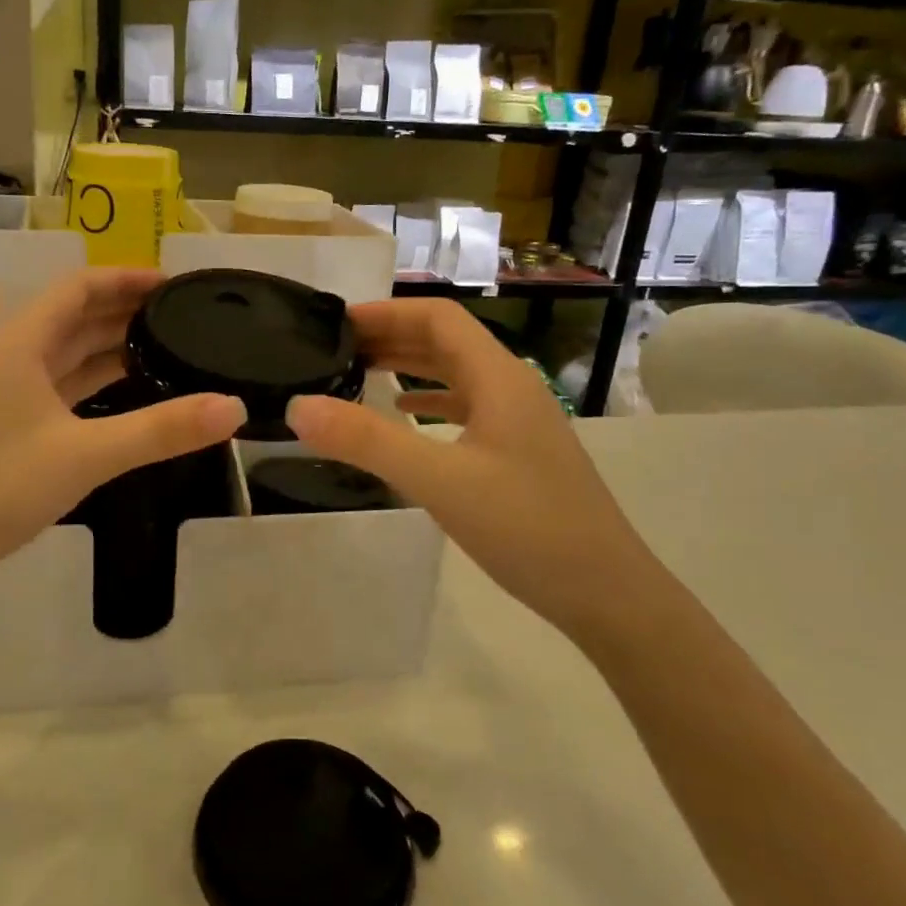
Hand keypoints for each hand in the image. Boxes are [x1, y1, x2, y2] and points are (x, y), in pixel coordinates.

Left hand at [0, 269, 245, 590]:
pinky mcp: (5, 419)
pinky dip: (92, 377)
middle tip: (179, 313)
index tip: (173, 283)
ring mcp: (3, 388)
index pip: (77, 288)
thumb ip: (162, 430)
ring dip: (109, 343)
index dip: (125, 278)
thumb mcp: (88, 456)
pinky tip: (125, 386)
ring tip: (163, 344)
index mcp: (19, 344)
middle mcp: (8, 355)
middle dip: (123, 309)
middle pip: (72, 315)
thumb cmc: (1, 488)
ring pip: (64, 351)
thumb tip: (232, 407)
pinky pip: (57, 382)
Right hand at [286, 299, 657, 637]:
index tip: (336, 324)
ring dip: (409, 367)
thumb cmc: (527, 528)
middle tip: (335, 349)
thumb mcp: (438, 481)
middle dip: (391, 336)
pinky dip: (429, 403)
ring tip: (359, 373)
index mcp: (498, 377)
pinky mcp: (518, 452)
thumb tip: (299, 406)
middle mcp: (511, 387)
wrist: (607, 593)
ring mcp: (518, 421)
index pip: (438, 318)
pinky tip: (404, 416)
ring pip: (456, 374)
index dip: (386, 312)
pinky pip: (465, 409)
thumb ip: (367, 441)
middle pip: (446, 341)